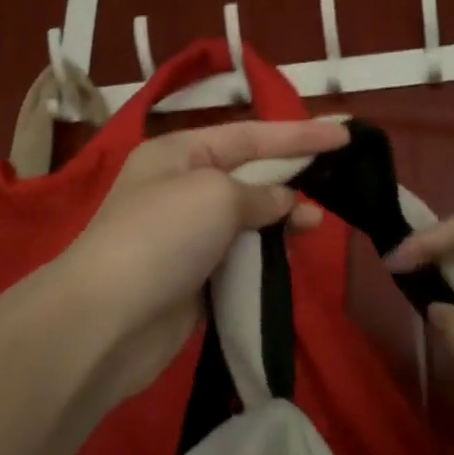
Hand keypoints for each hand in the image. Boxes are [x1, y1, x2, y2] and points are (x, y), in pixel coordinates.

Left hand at [55, 118, 348, 415]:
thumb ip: (259, 193)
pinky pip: (239, 257)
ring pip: (247, 219)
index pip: (249, 135)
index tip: (344, 137)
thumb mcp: (216, 195)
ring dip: (281, 219)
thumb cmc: (162, 237)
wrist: (108, 320)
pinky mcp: (193, 278)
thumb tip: (282, 203)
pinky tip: (287, 257)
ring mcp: (186, 236)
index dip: (298, 135)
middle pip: (248, 175)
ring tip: (314, 225)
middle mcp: (180, 188)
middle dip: (290, 177)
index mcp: (178, 153)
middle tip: (336, 184)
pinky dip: (265, 254)